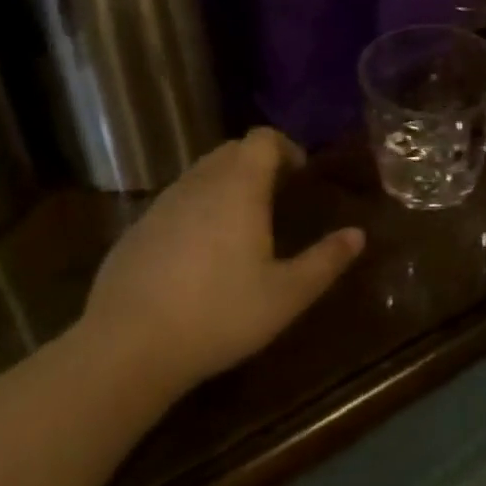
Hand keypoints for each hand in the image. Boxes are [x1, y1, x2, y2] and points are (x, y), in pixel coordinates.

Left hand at [79, 129, 365, 389]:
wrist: (128, 347)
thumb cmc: (219, 315)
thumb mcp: (286, 295)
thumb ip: (325, 261)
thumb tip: (357, 234)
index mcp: (239, 187)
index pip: (262, 139)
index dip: (285, 147)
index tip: (299, 175)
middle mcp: (199, 182)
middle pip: (232, 150)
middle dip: (257, 163)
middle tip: (276, 197)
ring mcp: (163, 203)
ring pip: (201, 173)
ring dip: (225, 183)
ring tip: (241, 224)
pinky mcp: (137, 228)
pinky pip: (176, 201)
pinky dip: (196, 208)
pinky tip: (198, 254)